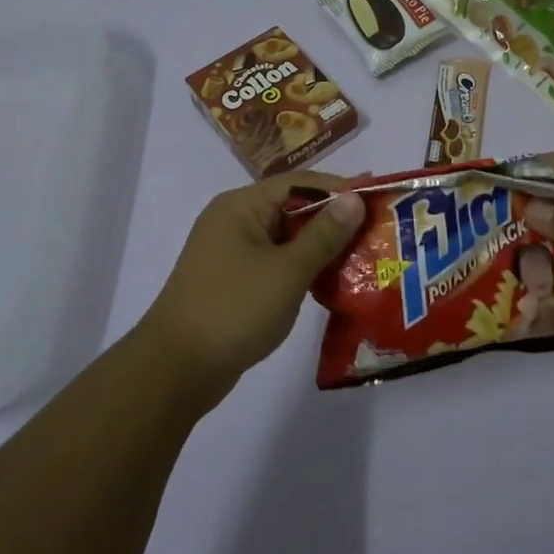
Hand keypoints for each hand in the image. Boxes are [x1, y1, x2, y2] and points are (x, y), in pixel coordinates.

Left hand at [139, 173, 366, 404]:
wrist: (176, 370)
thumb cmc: (234, 309)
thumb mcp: (287, 271)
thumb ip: (324, 234)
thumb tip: (354, 198)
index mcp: (241, 206)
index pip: (300, 184)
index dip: (339, 190)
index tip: (377, 202)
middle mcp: (233, 221)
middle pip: (292, 209)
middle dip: (333, 222)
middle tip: (375, 234)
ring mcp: (229, 253)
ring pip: (284, 240)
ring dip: (319, 249)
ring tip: (361, 260)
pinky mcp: (231, 282)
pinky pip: (274, 264)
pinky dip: (300, 270)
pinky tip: (329, 284)